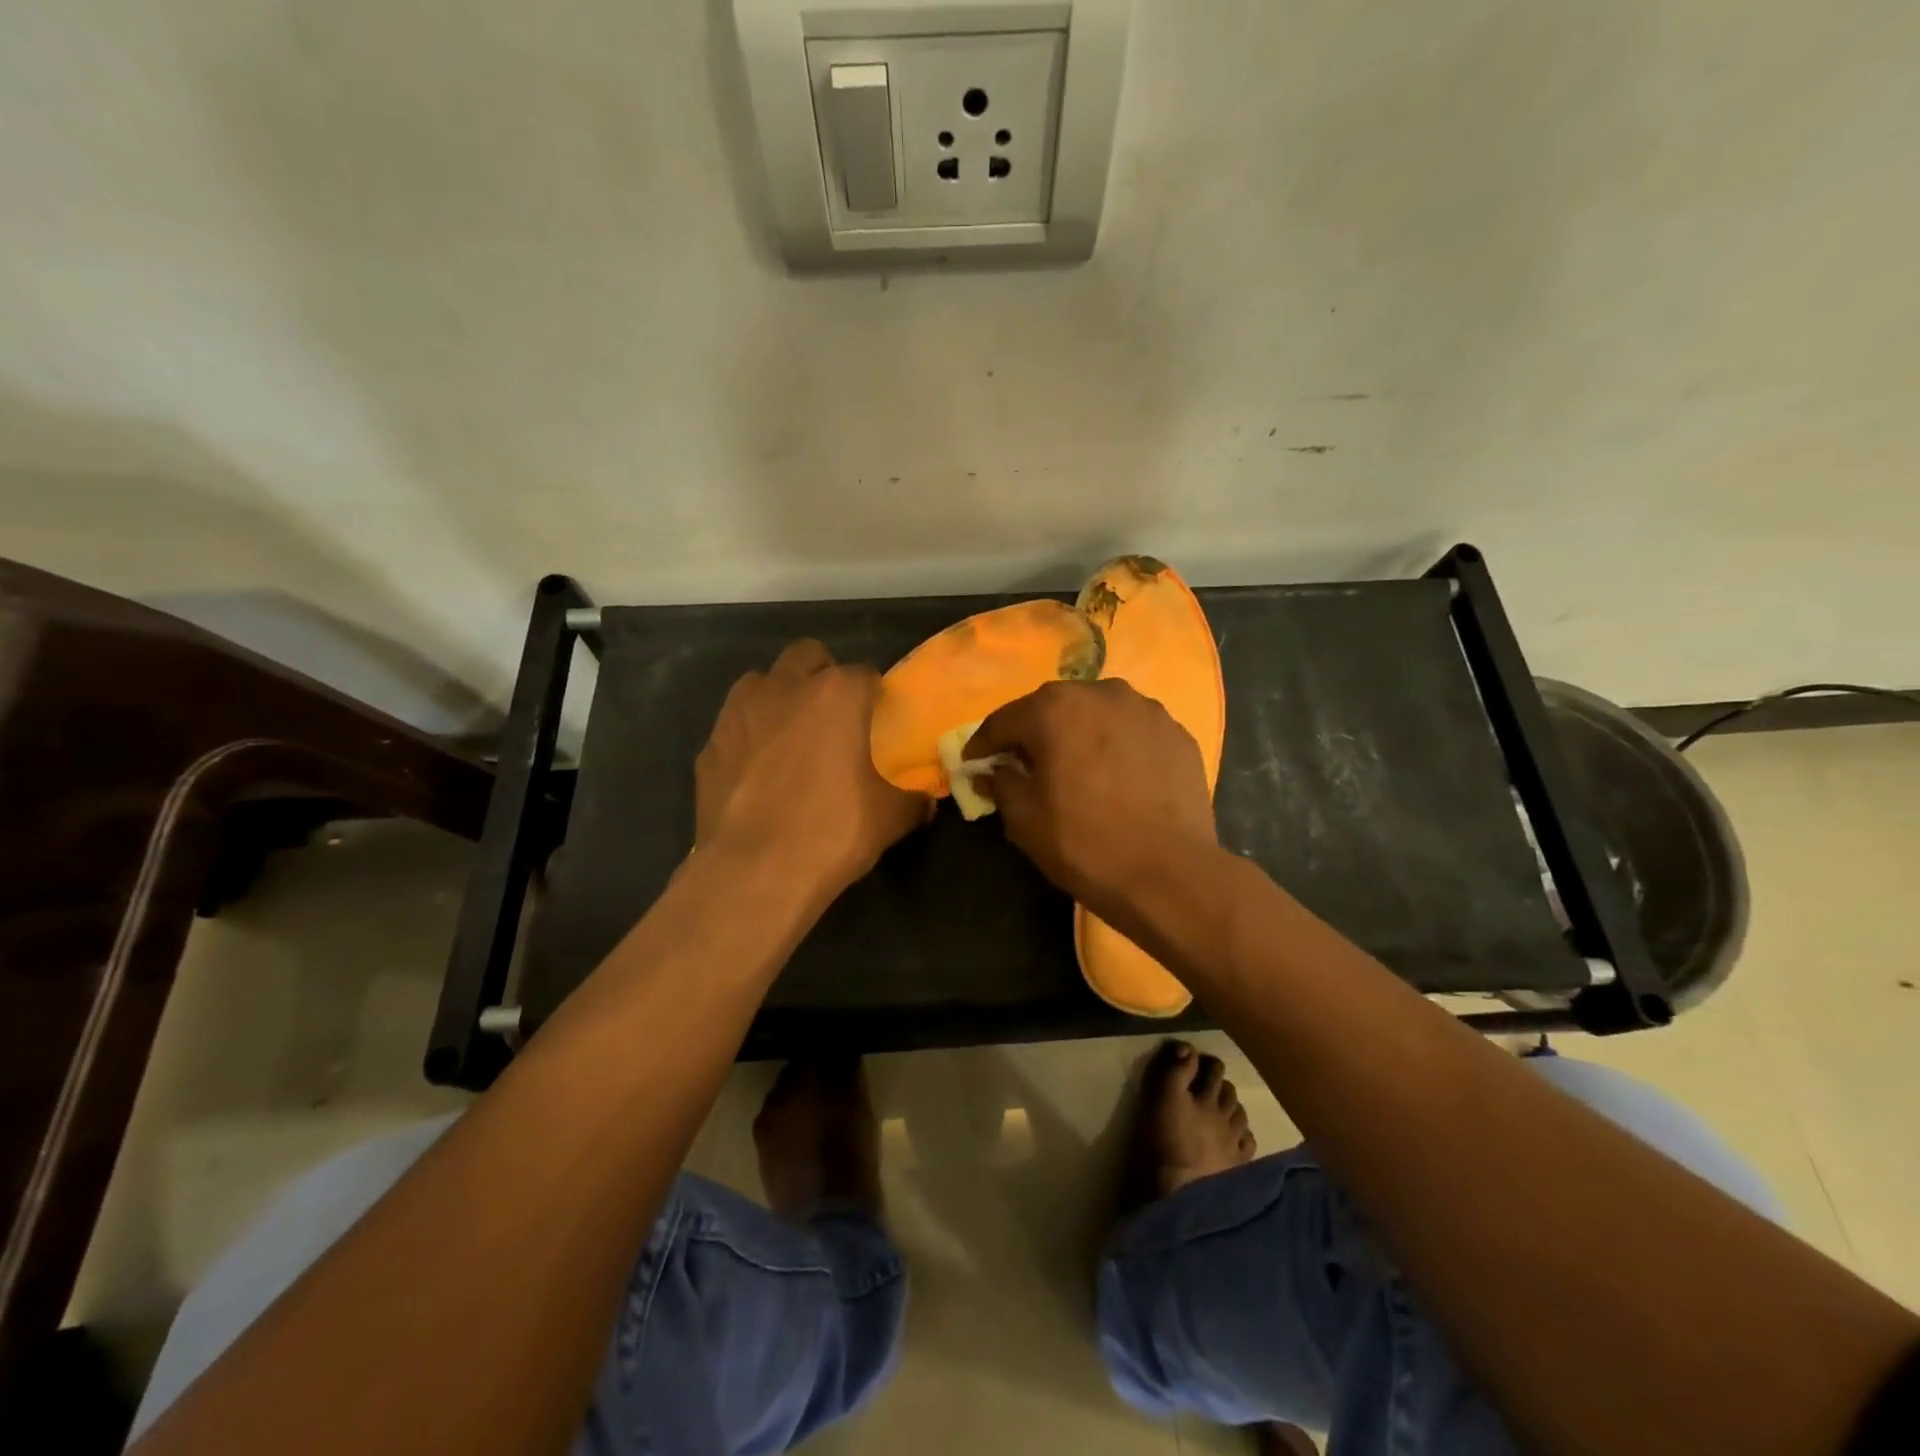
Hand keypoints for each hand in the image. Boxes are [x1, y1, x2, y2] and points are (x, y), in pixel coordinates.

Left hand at [696, 640, 927, 899]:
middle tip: (835, 716)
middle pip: (808, 656)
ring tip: (791, 735)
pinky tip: (757, 771)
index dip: (875, 695)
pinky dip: (749, 736)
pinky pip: (734, 725)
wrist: (753, 872)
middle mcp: (785, 688)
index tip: (880, 720)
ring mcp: (739, 713)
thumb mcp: (890, 818)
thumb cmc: (832, 832)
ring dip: (779, 696)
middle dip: (823, 675)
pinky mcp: (709, 745)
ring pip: (761, 681)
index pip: (865, 673)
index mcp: (837, 694)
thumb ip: (913, 799)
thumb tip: (926, 801)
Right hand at [965, 680, 1220, 928]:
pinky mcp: (1176, 732)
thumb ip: (1001, 784)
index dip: (983, 743)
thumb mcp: (1025, 820)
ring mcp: (1145, 709)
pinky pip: (1131, 731)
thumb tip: (992, 772)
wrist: (1170, 874)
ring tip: (1075, 766)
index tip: (972, 762)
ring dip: (1078, 734)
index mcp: (1055, 709)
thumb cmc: (1085, 844)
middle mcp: (1100, 693)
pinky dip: (1116, 745)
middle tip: (1022, 763)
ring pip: (1096, 714)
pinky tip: (1116, 775)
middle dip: (1033, 733)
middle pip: (1052, 708)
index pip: (1004, 720)